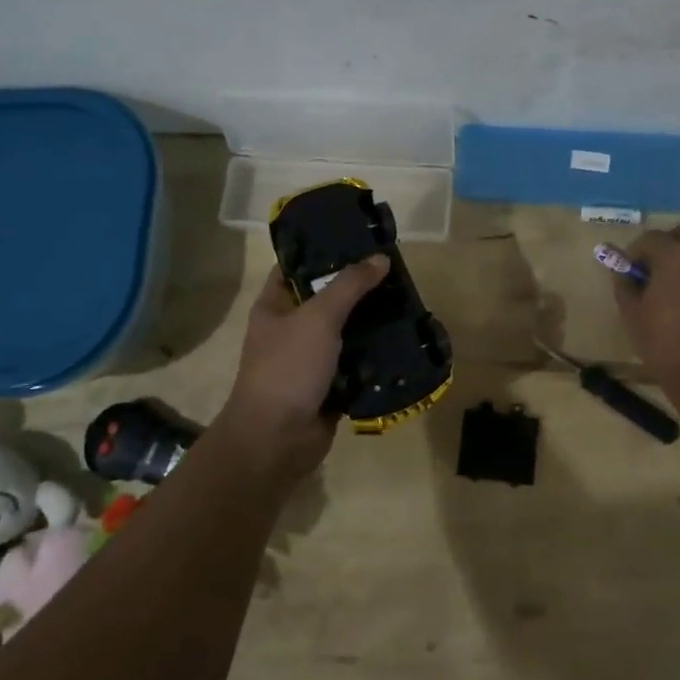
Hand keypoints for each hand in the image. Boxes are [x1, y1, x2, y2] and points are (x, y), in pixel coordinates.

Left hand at [217, 256, 388, 484]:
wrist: (277, 440)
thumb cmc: (288, 367)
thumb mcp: (318, 317)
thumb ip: (350, 285)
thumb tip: (380, 258)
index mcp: (274, 306)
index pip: (295, 267)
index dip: (321, 251)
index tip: (356, 239)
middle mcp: (290, 329)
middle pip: (326, 299)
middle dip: (357, 288)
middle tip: (393, 271)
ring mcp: (310, 360)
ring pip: (345, 332)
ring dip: (370, 322)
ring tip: (405, 302)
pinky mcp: (329, 386)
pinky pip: (356, 363)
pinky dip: (374, 355)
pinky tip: (402, 340)